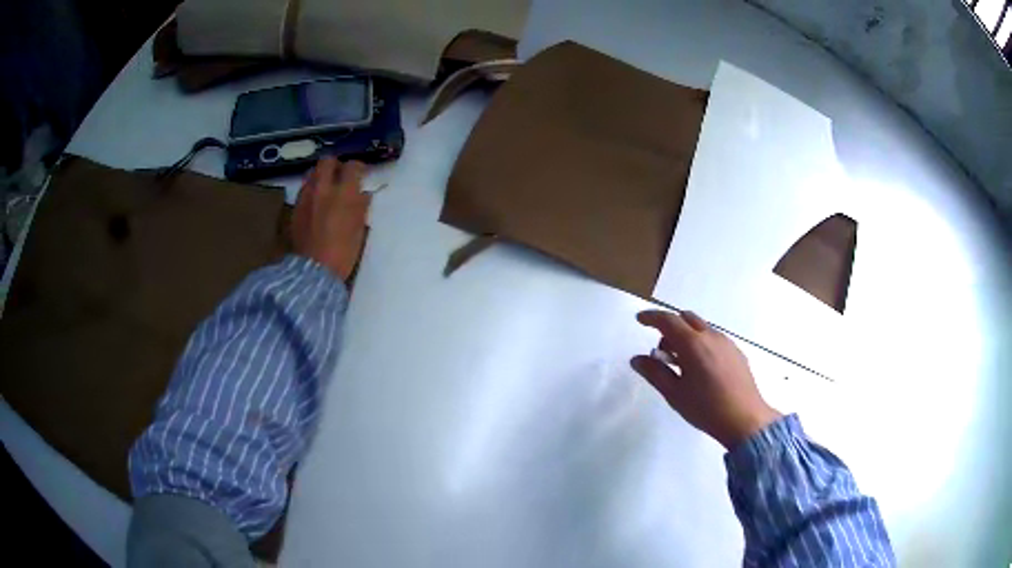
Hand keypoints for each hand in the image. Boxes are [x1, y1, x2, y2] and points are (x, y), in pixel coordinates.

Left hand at [293, 157, 370, 281]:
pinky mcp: (295, 209)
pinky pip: (304, 190)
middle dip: (336, 165)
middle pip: (327, 161)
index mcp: (344, 193)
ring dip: (320, 176)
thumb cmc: (343, 252)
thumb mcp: (359, 229)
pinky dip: (311, 191)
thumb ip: (361, 207)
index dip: (359, 168)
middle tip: (341, 175)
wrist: (314, 271)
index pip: (353, 167)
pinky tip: (315, 203)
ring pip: (312, 174)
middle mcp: (323, 189)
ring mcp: (306, 197)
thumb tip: (363, 195)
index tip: (362, 174)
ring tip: (326, 187)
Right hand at [631, 310, 781, 449]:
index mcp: (693, 344)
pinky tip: (702, 369)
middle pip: (686, 318)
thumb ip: (654, 373)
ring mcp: (726, 343)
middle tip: (662, 352)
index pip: (668, 321)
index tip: (639, 320)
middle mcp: (711, 336)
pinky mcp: (736, 352)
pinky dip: (701, 343)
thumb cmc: (706, 408)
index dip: (651, 317)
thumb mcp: (674, 394)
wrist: (745, 419)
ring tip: (682, 364)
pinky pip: (714, 338)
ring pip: (701, 328)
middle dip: (670, 327)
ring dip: (687, 336)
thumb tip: (637, 359)